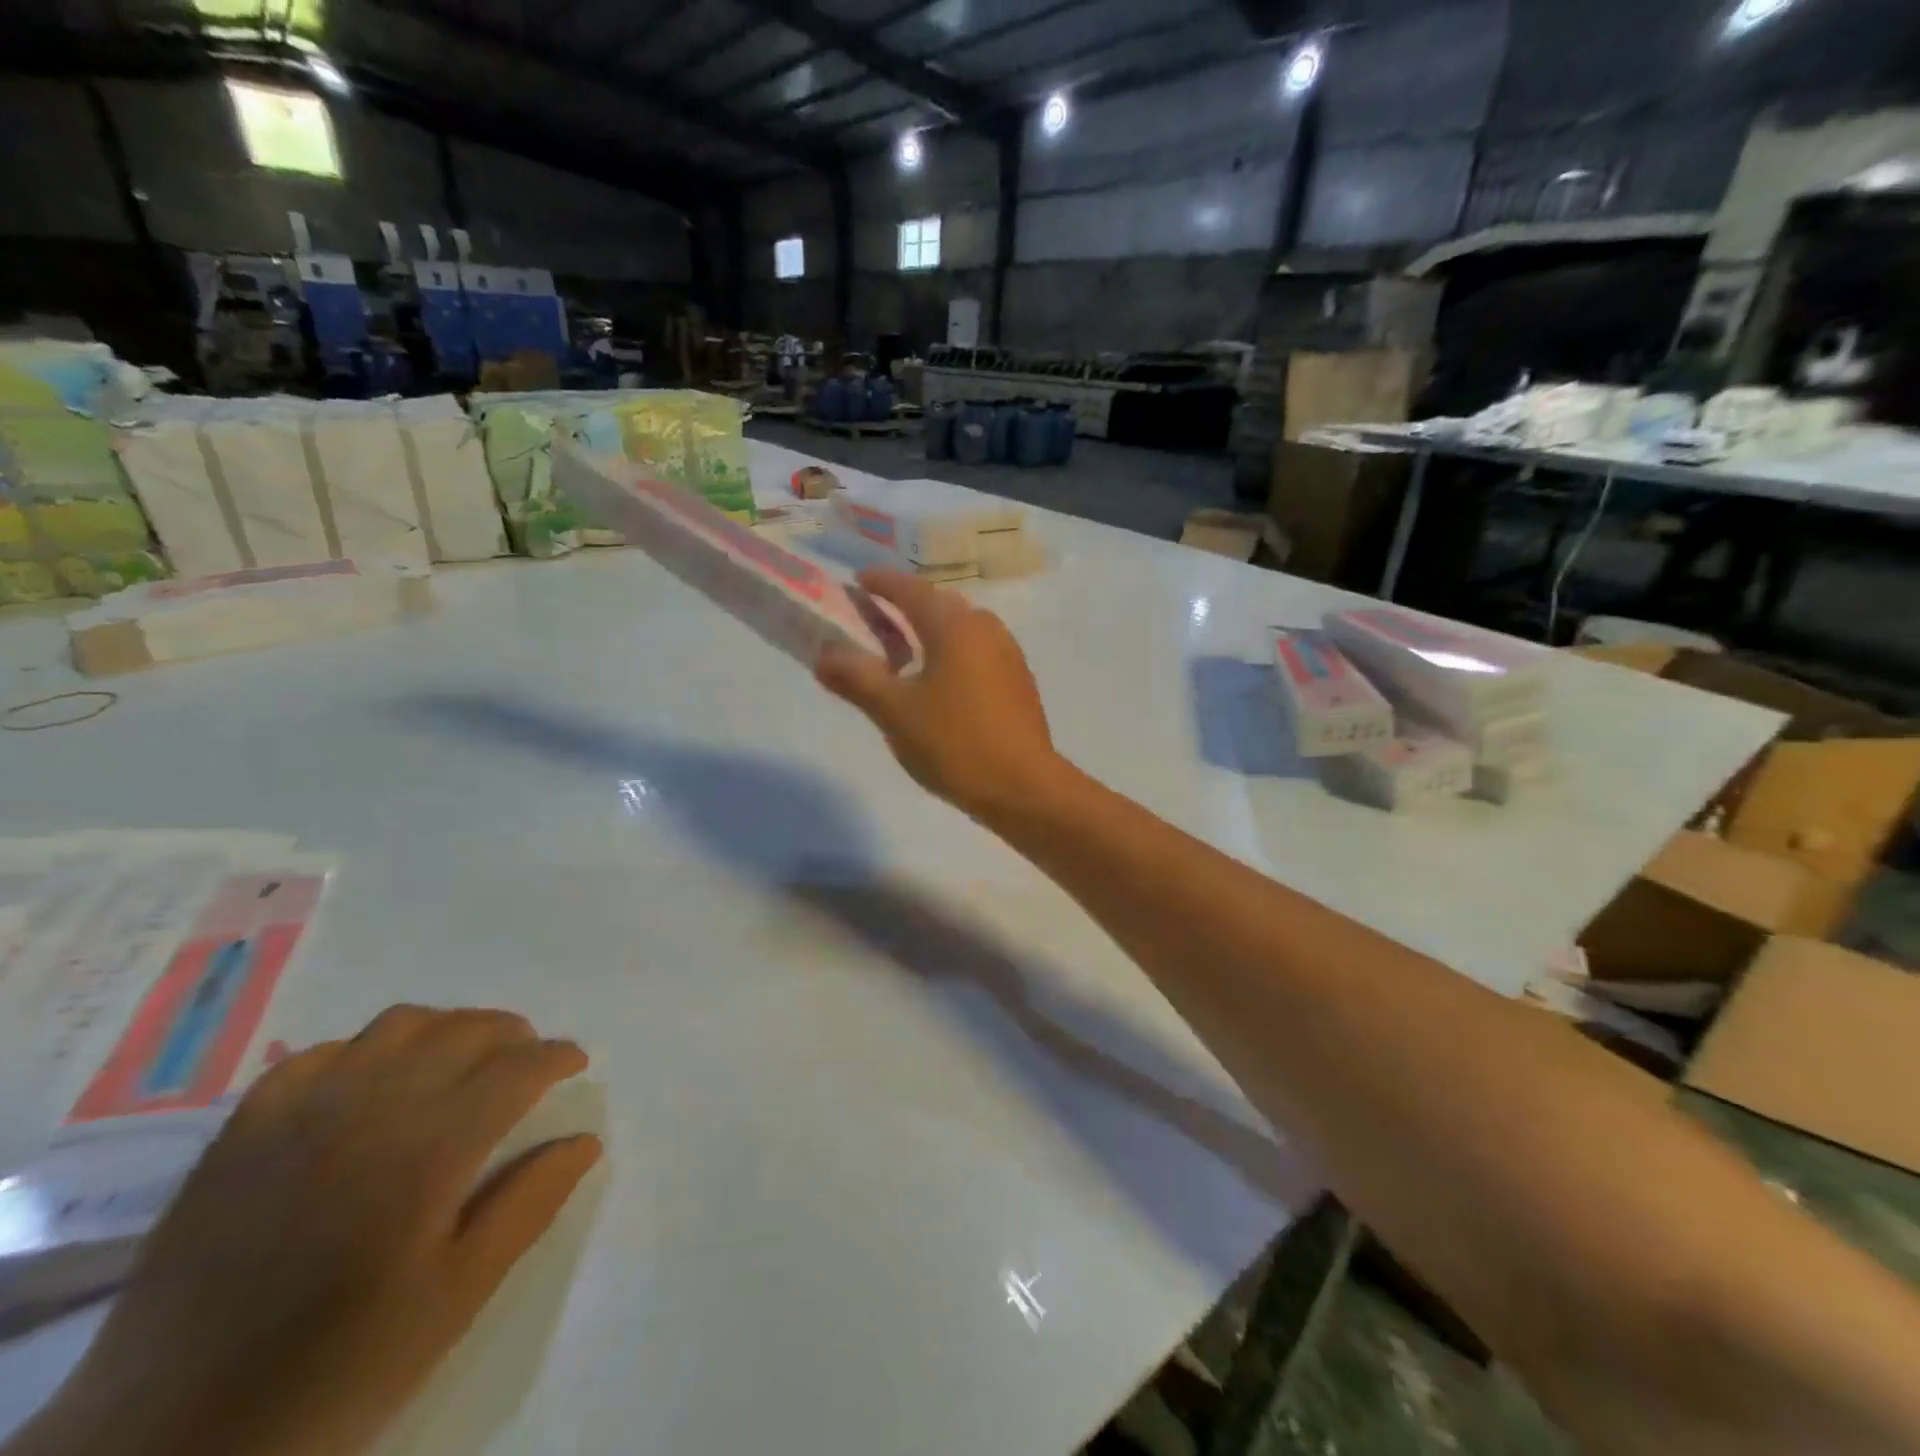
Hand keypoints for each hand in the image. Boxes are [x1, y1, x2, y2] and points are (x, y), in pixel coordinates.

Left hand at [16, 1007, 600, 1455]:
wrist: (166, 1441)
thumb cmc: (337, 1368)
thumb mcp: (455, 1298)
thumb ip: (528, 1205)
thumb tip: (585, 1140)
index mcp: (428, 1151)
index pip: (516, 1069)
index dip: (556, 1056)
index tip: (576, 1062)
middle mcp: (370, 1109)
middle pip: (464, 1031)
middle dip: (512, 1034)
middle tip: (531, 1059)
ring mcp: (299, 1113)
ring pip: (398, 1025)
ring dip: (448, 1028)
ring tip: (463, 1059)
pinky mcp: (243, 1131)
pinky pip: (320, 1054)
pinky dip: (367, 1049)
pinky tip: (374, 1081)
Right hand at [817, 569, 1061, 819]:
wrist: (1023, 787)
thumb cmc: (954, 742)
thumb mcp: (895, 711)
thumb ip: (856, 678)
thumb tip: (822, 655)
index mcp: (954, 626)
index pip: (912, 590)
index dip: (882, 583)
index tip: (858, 582)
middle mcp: (986, 629)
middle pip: (939, 605)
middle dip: (905, 607)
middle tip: (875, 622)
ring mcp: (1008, 655)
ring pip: (962, 630)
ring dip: (931, 632)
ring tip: (904, 655)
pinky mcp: (1018, 682)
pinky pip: (977, 652)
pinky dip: (951, 654)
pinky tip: (939, 684)